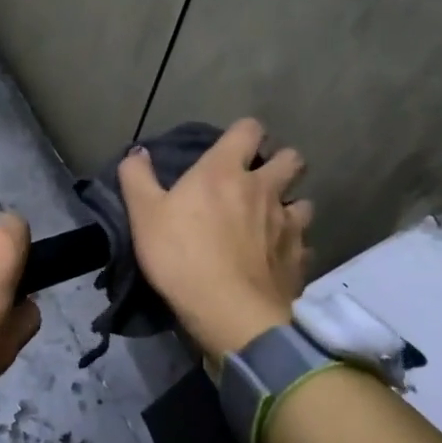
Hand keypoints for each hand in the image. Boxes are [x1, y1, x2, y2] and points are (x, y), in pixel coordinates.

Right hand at [118, 118, 312, 358]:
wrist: (229, 312)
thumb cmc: (181, 255)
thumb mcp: (144, 214)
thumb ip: (137, 177)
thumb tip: (137, 151)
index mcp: (225, 171)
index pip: (249, 130)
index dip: (244, 132)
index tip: (233, 147)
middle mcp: (264, 189)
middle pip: (291, 159)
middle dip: (280, 162)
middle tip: (259, 180)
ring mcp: (288, 224)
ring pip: (304, 202)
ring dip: (291, 205)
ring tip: (272, 221)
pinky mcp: (299, 259)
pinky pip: (304, 244)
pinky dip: (293, 246)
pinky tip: (277, 258)